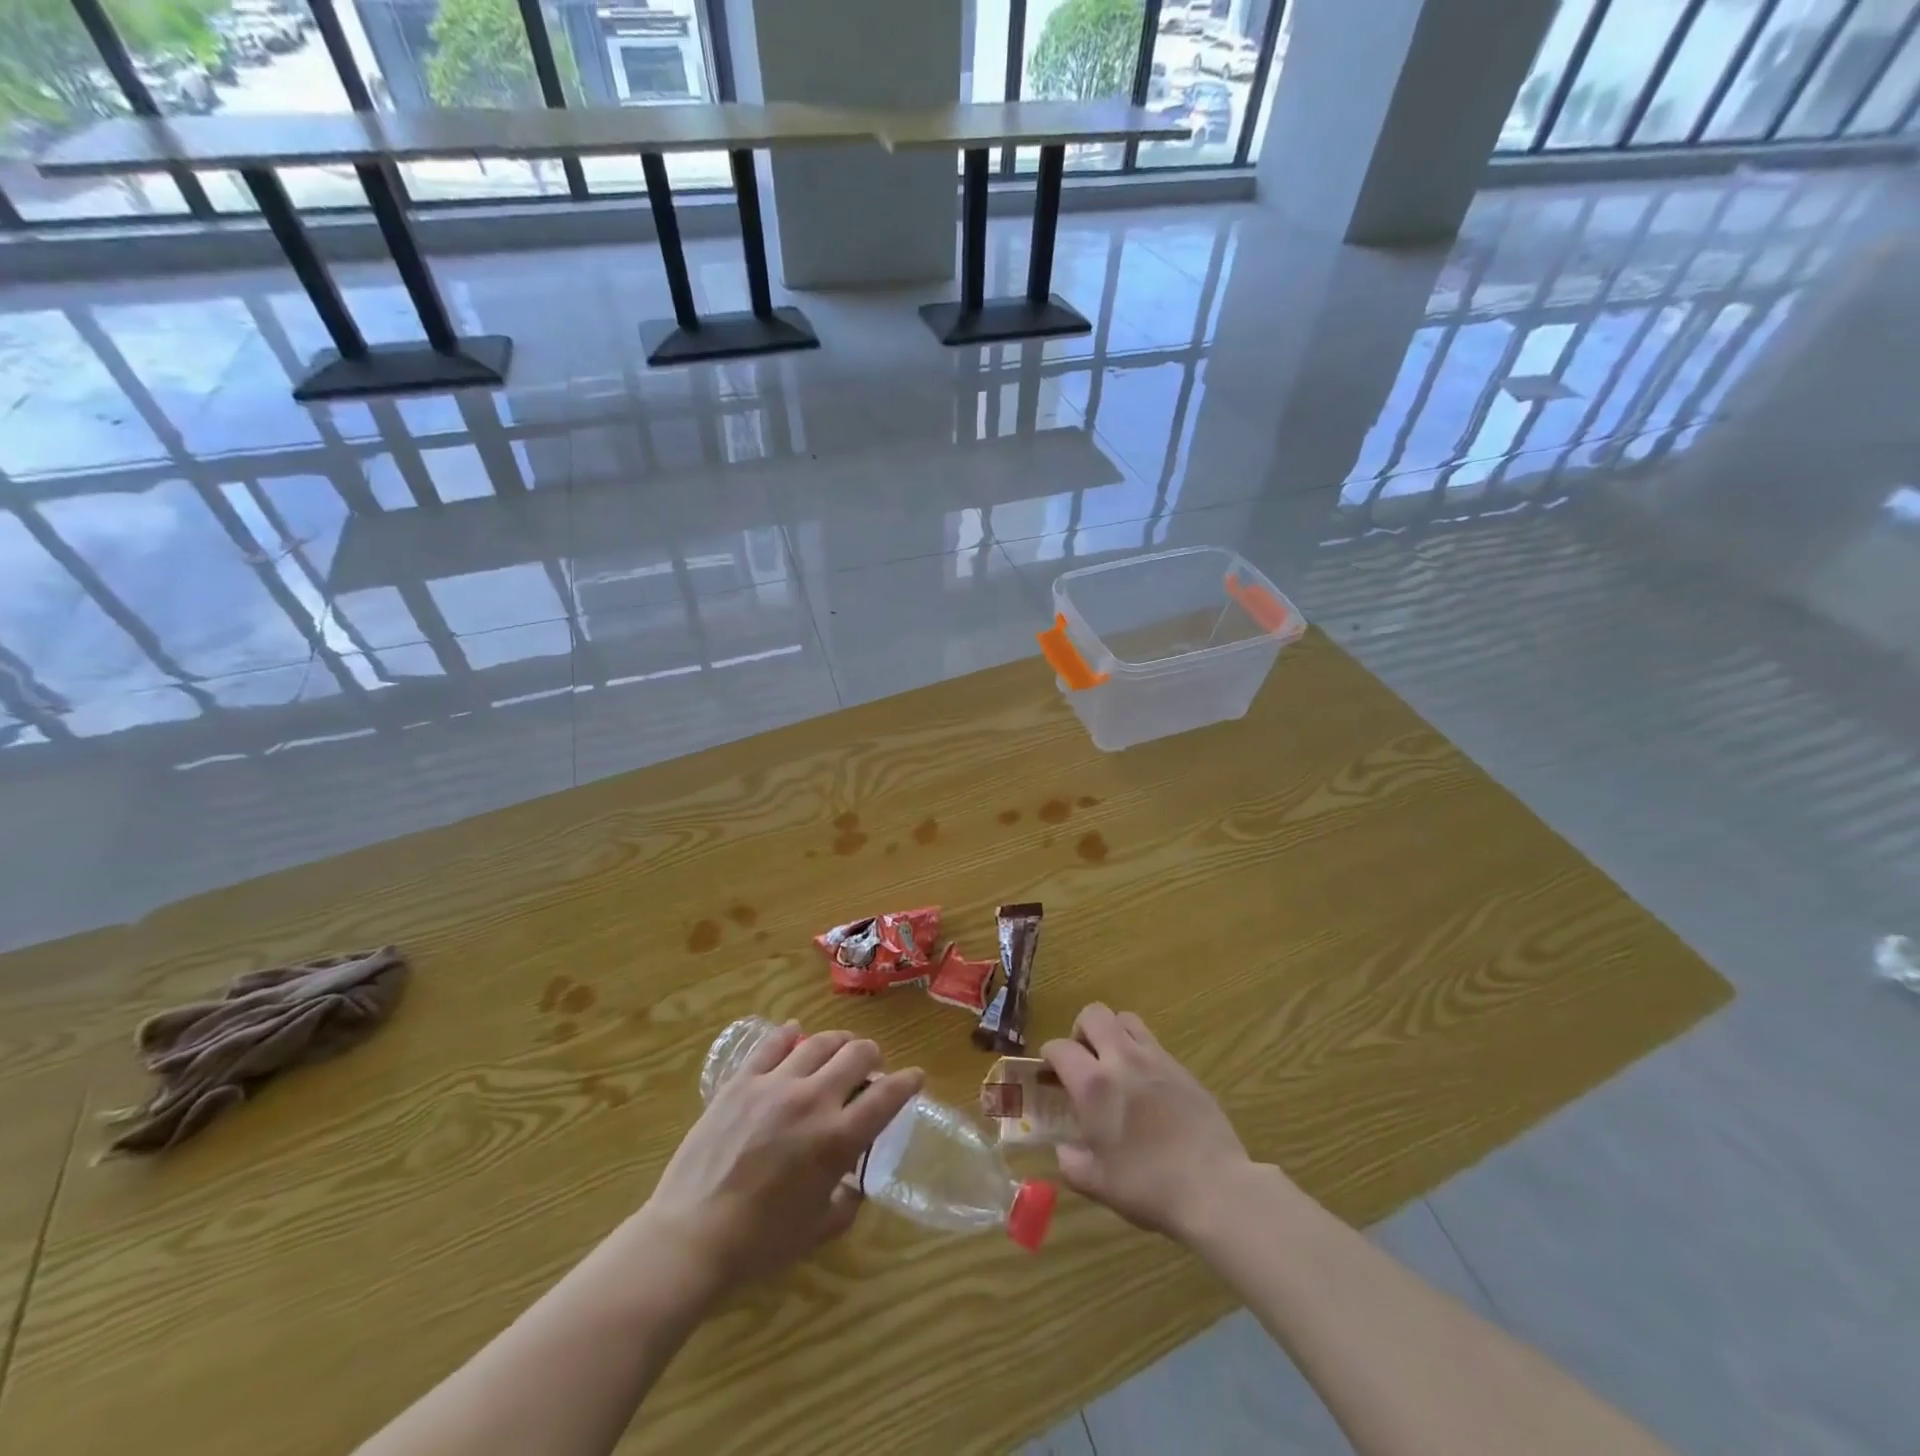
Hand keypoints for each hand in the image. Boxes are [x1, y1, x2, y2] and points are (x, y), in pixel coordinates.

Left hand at [638, 1023, 922, 1298]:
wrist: (691, 1238)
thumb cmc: (759, 1244)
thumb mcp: (817, 1231)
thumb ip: (846, 1201)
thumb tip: (854, 1182)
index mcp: (838, 1139)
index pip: (888, 1095)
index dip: (908, 1081)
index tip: (915, 1077)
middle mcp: (813, 1100)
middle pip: (857, 1054)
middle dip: (872, 1056)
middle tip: (870, 1068)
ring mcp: (775, 1085)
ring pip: (819, 1042)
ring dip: (838, 1042)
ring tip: (839, 1048)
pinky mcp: (741, 1082)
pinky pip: (771, 1045)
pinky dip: (788, 1034)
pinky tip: (794, 1032)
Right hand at [1041, 1004, 1252, 1239]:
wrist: (1215, 1188)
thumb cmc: (1148, 1187)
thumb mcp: (1097, 1184)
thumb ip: (1070, 1162)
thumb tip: (1065, 1150)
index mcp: (1094, 1084)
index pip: (1060, 1047)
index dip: (1049, 1056)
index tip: (1049, 1074)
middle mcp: (1122, 1059)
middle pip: (1094, 1014)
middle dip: (1080, 1030)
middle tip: (1083, 1060)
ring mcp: (1156, 1059)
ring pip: (1126, 1019)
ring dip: (1112, 1032)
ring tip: (1113, 1063)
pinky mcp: (1183, 1068)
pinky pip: (1153, 1043)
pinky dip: (1140, 1052)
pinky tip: (1145, 1086)